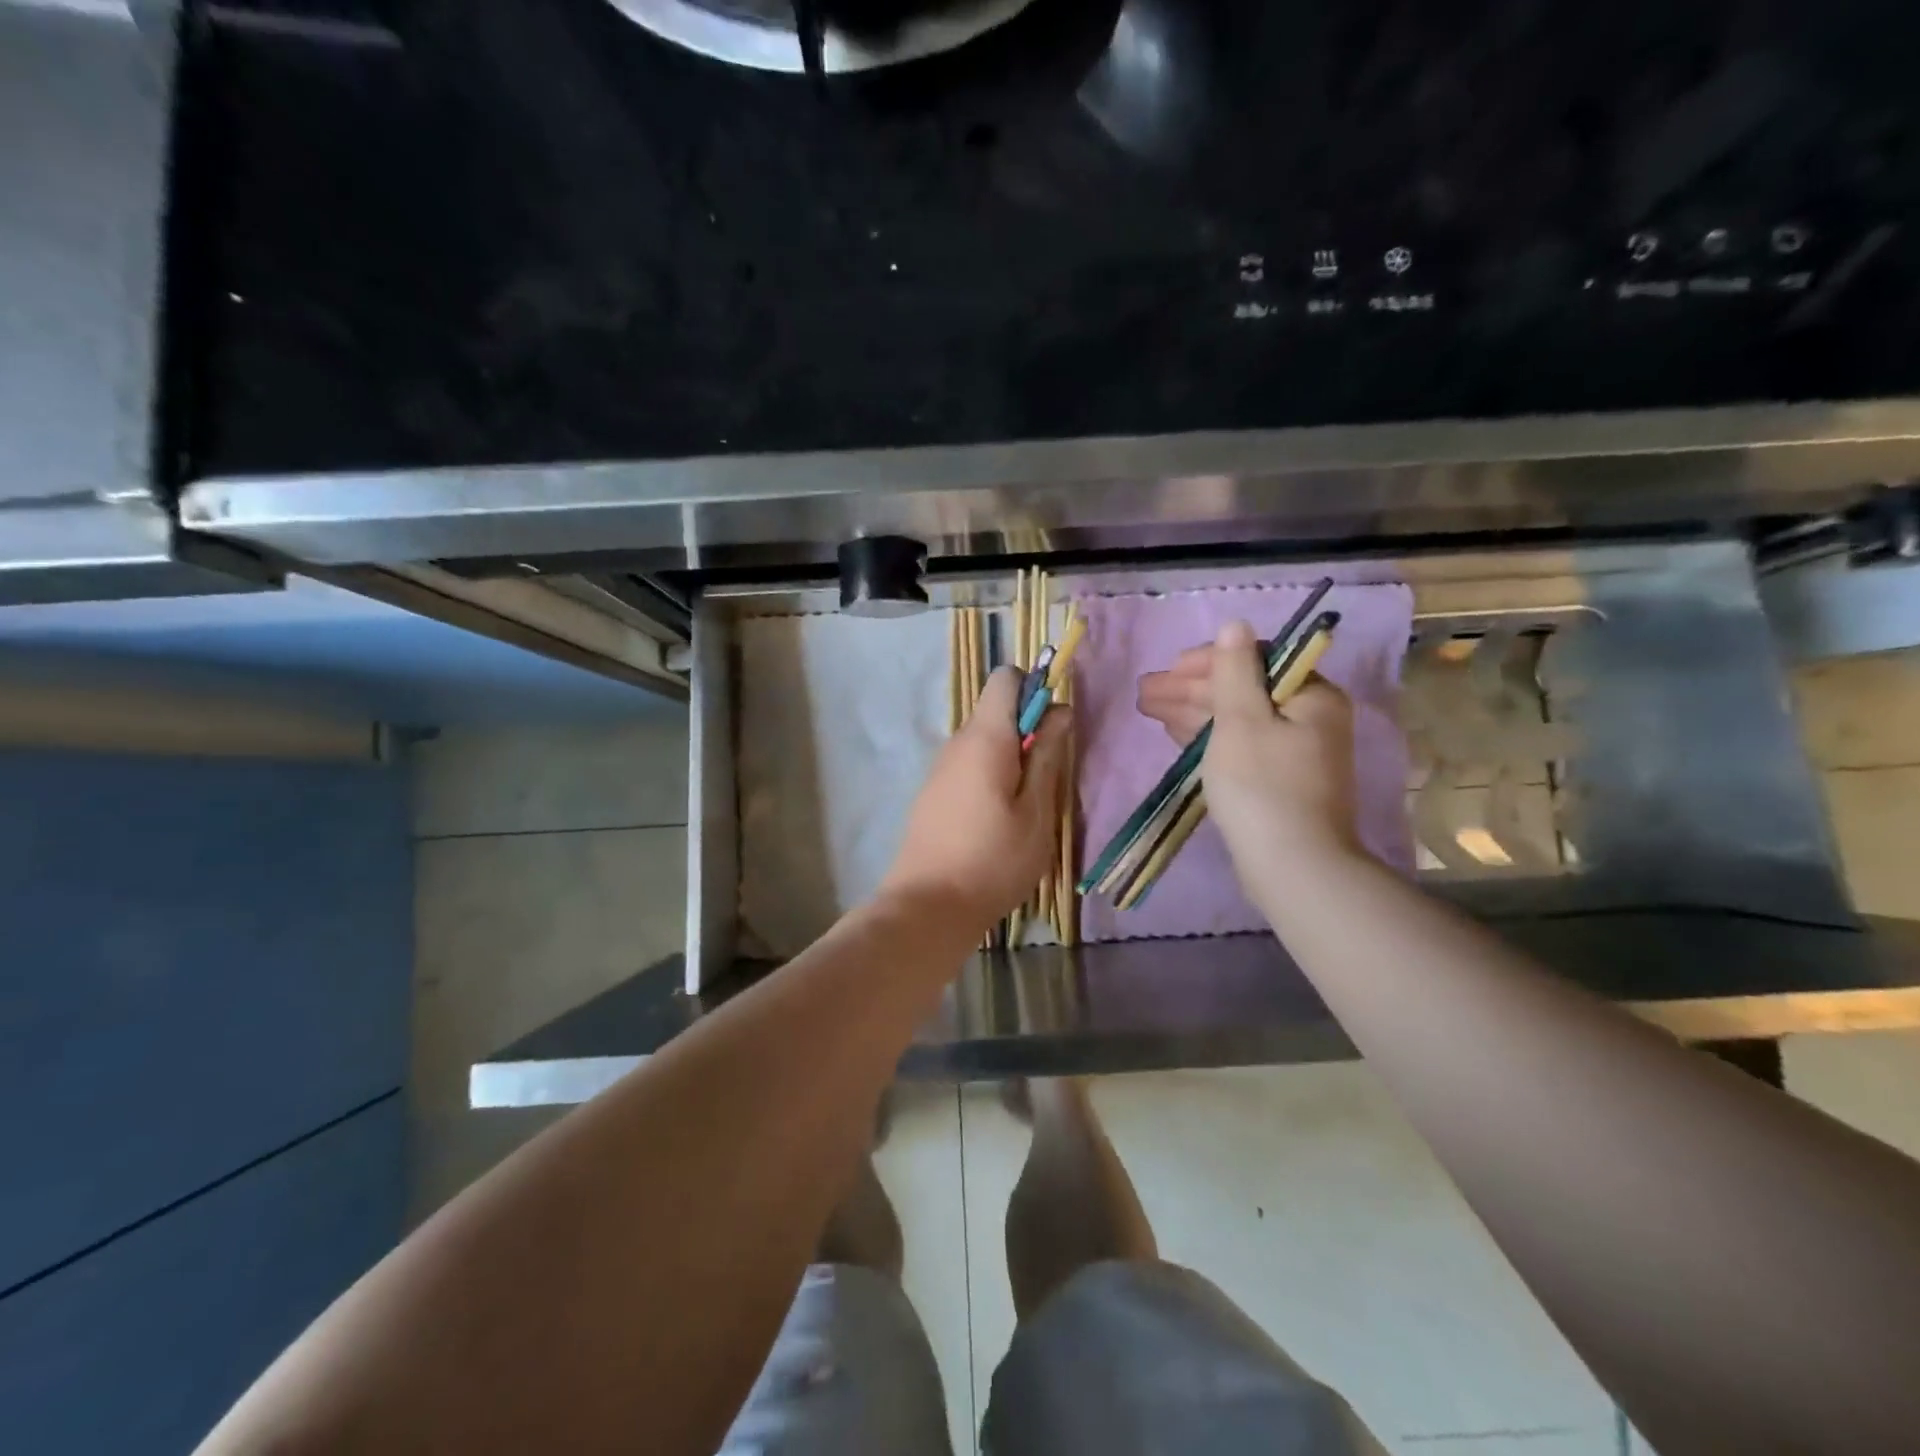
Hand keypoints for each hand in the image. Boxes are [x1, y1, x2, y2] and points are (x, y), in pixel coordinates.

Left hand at [881, 666, 1070, 929]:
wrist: (928, 907)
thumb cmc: (994, 859)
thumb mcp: (1036, 810)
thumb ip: (1048, 755)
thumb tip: (1059, 709)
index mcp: (984, 737)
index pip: (1006, 678)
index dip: (1035, 690)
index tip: (1053, 728)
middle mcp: (956, 743)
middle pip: (996, 713)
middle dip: (1028, 733)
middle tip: (1048, 781)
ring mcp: (940, 769)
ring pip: (984, 744)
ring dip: (1011, 761)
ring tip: (1026, 809)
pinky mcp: (933, 794)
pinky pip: (969, 768)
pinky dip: (990, 780)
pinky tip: (998, 824)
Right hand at [1139, 620, 1361, 889]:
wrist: (1292, 866)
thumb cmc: (1262, 786)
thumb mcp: (1242, 720)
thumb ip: (1234, 670)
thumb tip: (1235, 624)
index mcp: (1311, 696)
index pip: (1256, 661)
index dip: (1207, 663)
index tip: (1167, 670)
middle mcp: (1308, 718)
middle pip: (1242, 691)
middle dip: (1190, 690)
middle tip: (1144, 692)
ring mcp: (1293, 752)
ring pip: (1236, 720)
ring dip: (1192, 712)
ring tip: (1148, 708)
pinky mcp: (1277, 780)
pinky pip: (1238, 745)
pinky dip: (1208, 737)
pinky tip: (1177, 733)